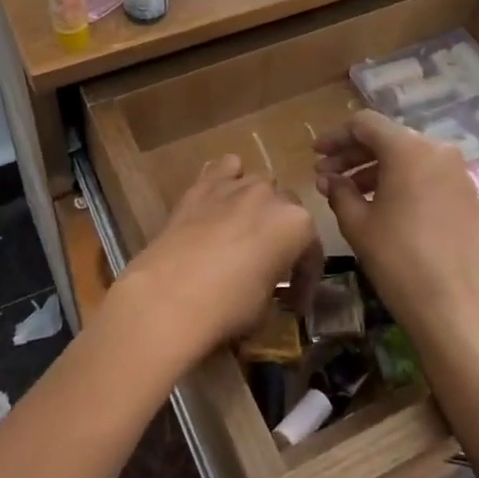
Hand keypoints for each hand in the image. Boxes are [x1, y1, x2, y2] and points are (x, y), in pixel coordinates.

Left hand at [110, 155, 316, 370]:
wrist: (167, 299)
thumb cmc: (227, 308)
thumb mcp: (266, 307)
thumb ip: (275, 284)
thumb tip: (267, 286)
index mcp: (297, 224)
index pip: (311, 250)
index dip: (304, 279)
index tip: (293, 303)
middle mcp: (270, 196)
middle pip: (287, 209)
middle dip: (282, 235)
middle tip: (268, 265)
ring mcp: (234, 186)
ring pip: (258, 183)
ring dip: (257, 205)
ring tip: (244, 231)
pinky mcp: (201, 186)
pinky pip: (223, 169)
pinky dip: (227, 179)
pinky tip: (221, 199)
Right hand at [314, 110, 478, 336]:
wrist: (451, 304)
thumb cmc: (396, 257)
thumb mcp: (356, 222)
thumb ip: (338, 190)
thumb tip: (328, 178)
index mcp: (408, 148)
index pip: (365, 124)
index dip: (336, 137)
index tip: (316, 155)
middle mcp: (437, 150)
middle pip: (388, 139)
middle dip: (354, 155)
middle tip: (327, 175)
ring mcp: (457, 172)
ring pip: (409, 157)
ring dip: (376, 169)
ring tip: (349, 193)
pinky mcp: (468, 195)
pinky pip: (429, 175)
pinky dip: (403, 182)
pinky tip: (383, 204)